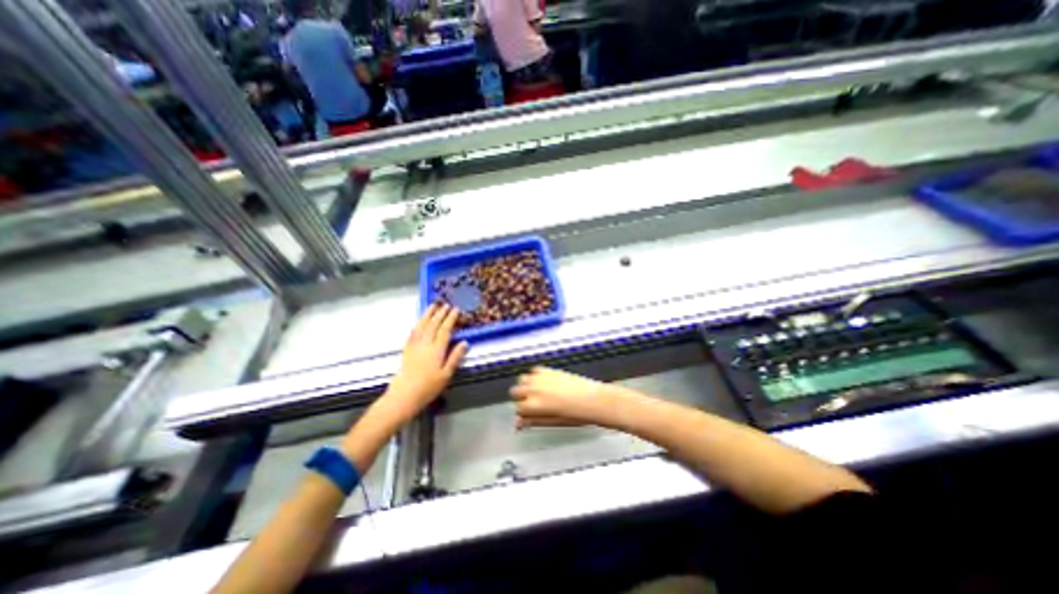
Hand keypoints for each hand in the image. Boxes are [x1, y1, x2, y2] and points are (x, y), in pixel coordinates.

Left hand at [379, 307, 464, 421]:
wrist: (404, 396)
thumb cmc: (428, 388)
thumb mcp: (447, 375)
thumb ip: (455, 357)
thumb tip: (465, 342)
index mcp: (437, 350)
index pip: (445, 330)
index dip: (451, 319)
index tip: (456, 309)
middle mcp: (425, 344)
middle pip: (433, 325)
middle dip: (440, 313)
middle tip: (446, 304)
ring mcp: (414, 346)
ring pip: (421, 326)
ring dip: (427, 315)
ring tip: (432, 306)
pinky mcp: (406, 350)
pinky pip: (412, 333)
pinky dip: (416, 325)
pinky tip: (418, 322)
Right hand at [510, 366, 621, 426]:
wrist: (593, 400)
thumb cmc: (576, 414)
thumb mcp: (552, 422)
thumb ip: (533, 421)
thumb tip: (519, 424)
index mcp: (533, 405)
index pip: (517, 408)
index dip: (523, 413)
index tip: (528, 415)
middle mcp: (534, 389)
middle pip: (515, 391)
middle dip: (521, 398)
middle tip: (532, 404)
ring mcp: (541, 378)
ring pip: (522, 379)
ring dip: (526, 386)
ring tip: (537, 393)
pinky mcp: (549, 369)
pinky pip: (534, 370)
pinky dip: (535, 376)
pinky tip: (543, 383)